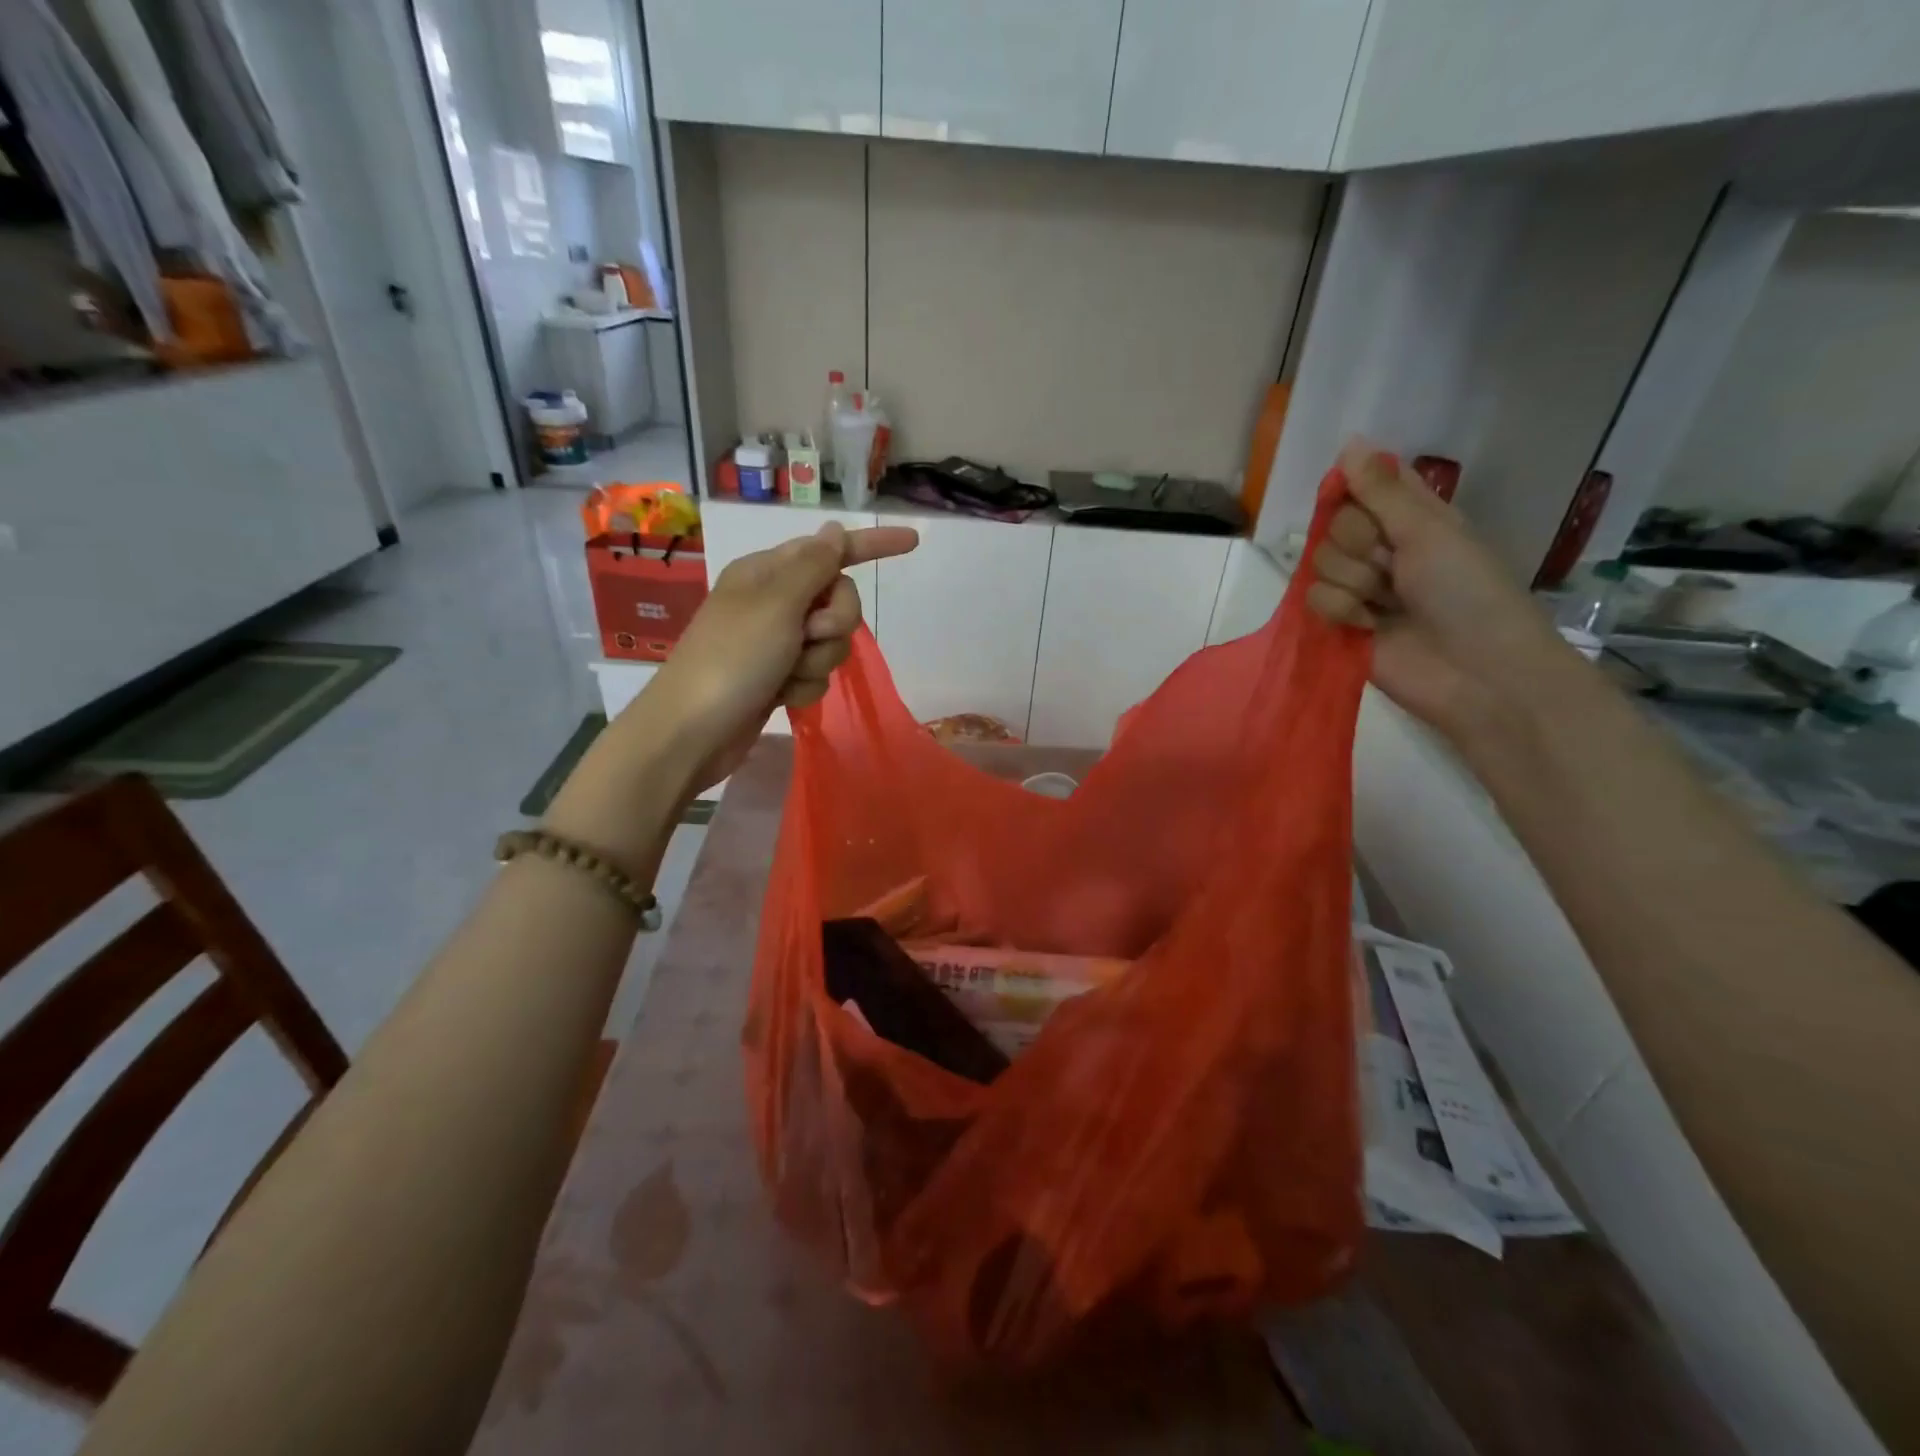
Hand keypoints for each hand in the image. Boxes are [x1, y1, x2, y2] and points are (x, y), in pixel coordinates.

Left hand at [640, 521, 918, 790]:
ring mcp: (778, 642)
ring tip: (786, 674)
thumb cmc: (732, 659)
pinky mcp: (780, 676)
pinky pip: (818, 673)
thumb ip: (814, 566)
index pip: (832, 550)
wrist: (693, 731)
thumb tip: (833, 530)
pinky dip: (805, 687)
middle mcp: (775, 602)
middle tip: (807, 636)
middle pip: (840, 601)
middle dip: (835, 624)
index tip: (913, 542)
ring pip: (833, 642)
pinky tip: (782, 696)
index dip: (872, 545)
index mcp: (769, 572)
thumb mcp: (776, 604)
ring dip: (818, 661)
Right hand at [1306, 440, 1572, 740]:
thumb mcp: (1429, 531)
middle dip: (1360, 546)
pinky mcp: (1340, 623)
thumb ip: (1381, 491)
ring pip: (1320, 563)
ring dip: (1355, 584)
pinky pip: (1313, 599)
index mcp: (1412, 518)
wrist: (1475, 672)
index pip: (1363, 485)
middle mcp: (1382, 548)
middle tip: (1393, 565)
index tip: (1366, 505)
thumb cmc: (1468, 593)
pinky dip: (1341, 612)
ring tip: (1387, 605)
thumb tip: (1349, 441)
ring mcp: (1359, 587)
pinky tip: (1369, 627)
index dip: (1357, 492)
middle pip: (1334, 524)